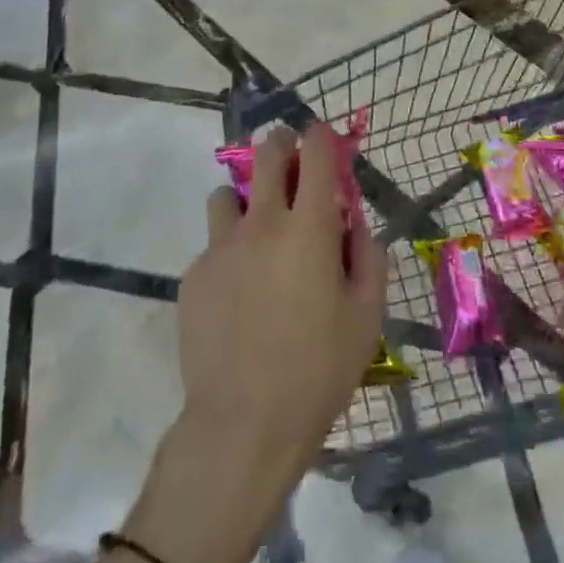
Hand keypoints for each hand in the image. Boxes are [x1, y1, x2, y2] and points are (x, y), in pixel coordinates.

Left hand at [176, 122, 388, 498]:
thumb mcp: (366, 317)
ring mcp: (221, 247)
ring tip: (258, 229)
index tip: (324, 139)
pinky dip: (229, 249)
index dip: (321, 137)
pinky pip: (213, 243)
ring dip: (247, 197)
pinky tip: (238, 290)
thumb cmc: (318, 371)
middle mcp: (263, 224)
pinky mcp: (194, 275)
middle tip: (291, 161)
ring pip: (227, 193)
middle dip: (282, 144)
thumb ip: (369, 259)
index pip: (315, 154)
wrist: (242, 425)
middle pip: (267, 154)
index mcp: (310, 229)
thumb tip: (356, 226)